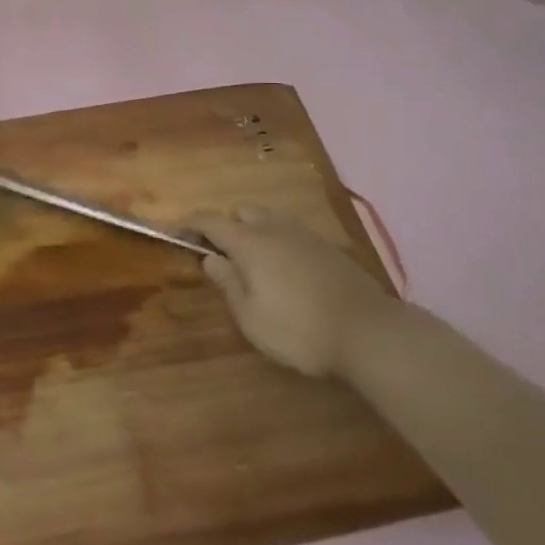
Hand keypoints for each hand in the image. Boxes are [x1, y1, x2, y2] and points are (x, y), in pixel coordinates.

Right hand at [193, 207, 395, 378]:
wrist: (369, 332)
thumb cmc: (299, 329)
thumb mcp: (251, 317)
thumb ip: (227, 283)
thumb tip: (209, 258)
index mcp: (250, 242)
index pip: (211, 221)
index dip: (190, 224)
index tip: (175, 232)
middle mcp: (275, 228)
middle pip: (242, 212)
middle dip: (226, 226)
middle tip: (221, 255)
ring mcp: (305, 235)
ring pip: (270, 219)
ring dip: (254, 232)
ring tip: (253, 263)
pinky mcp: (328, 248)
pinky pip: (292, 234)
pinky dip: (279, 243)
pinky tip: (286, 271)